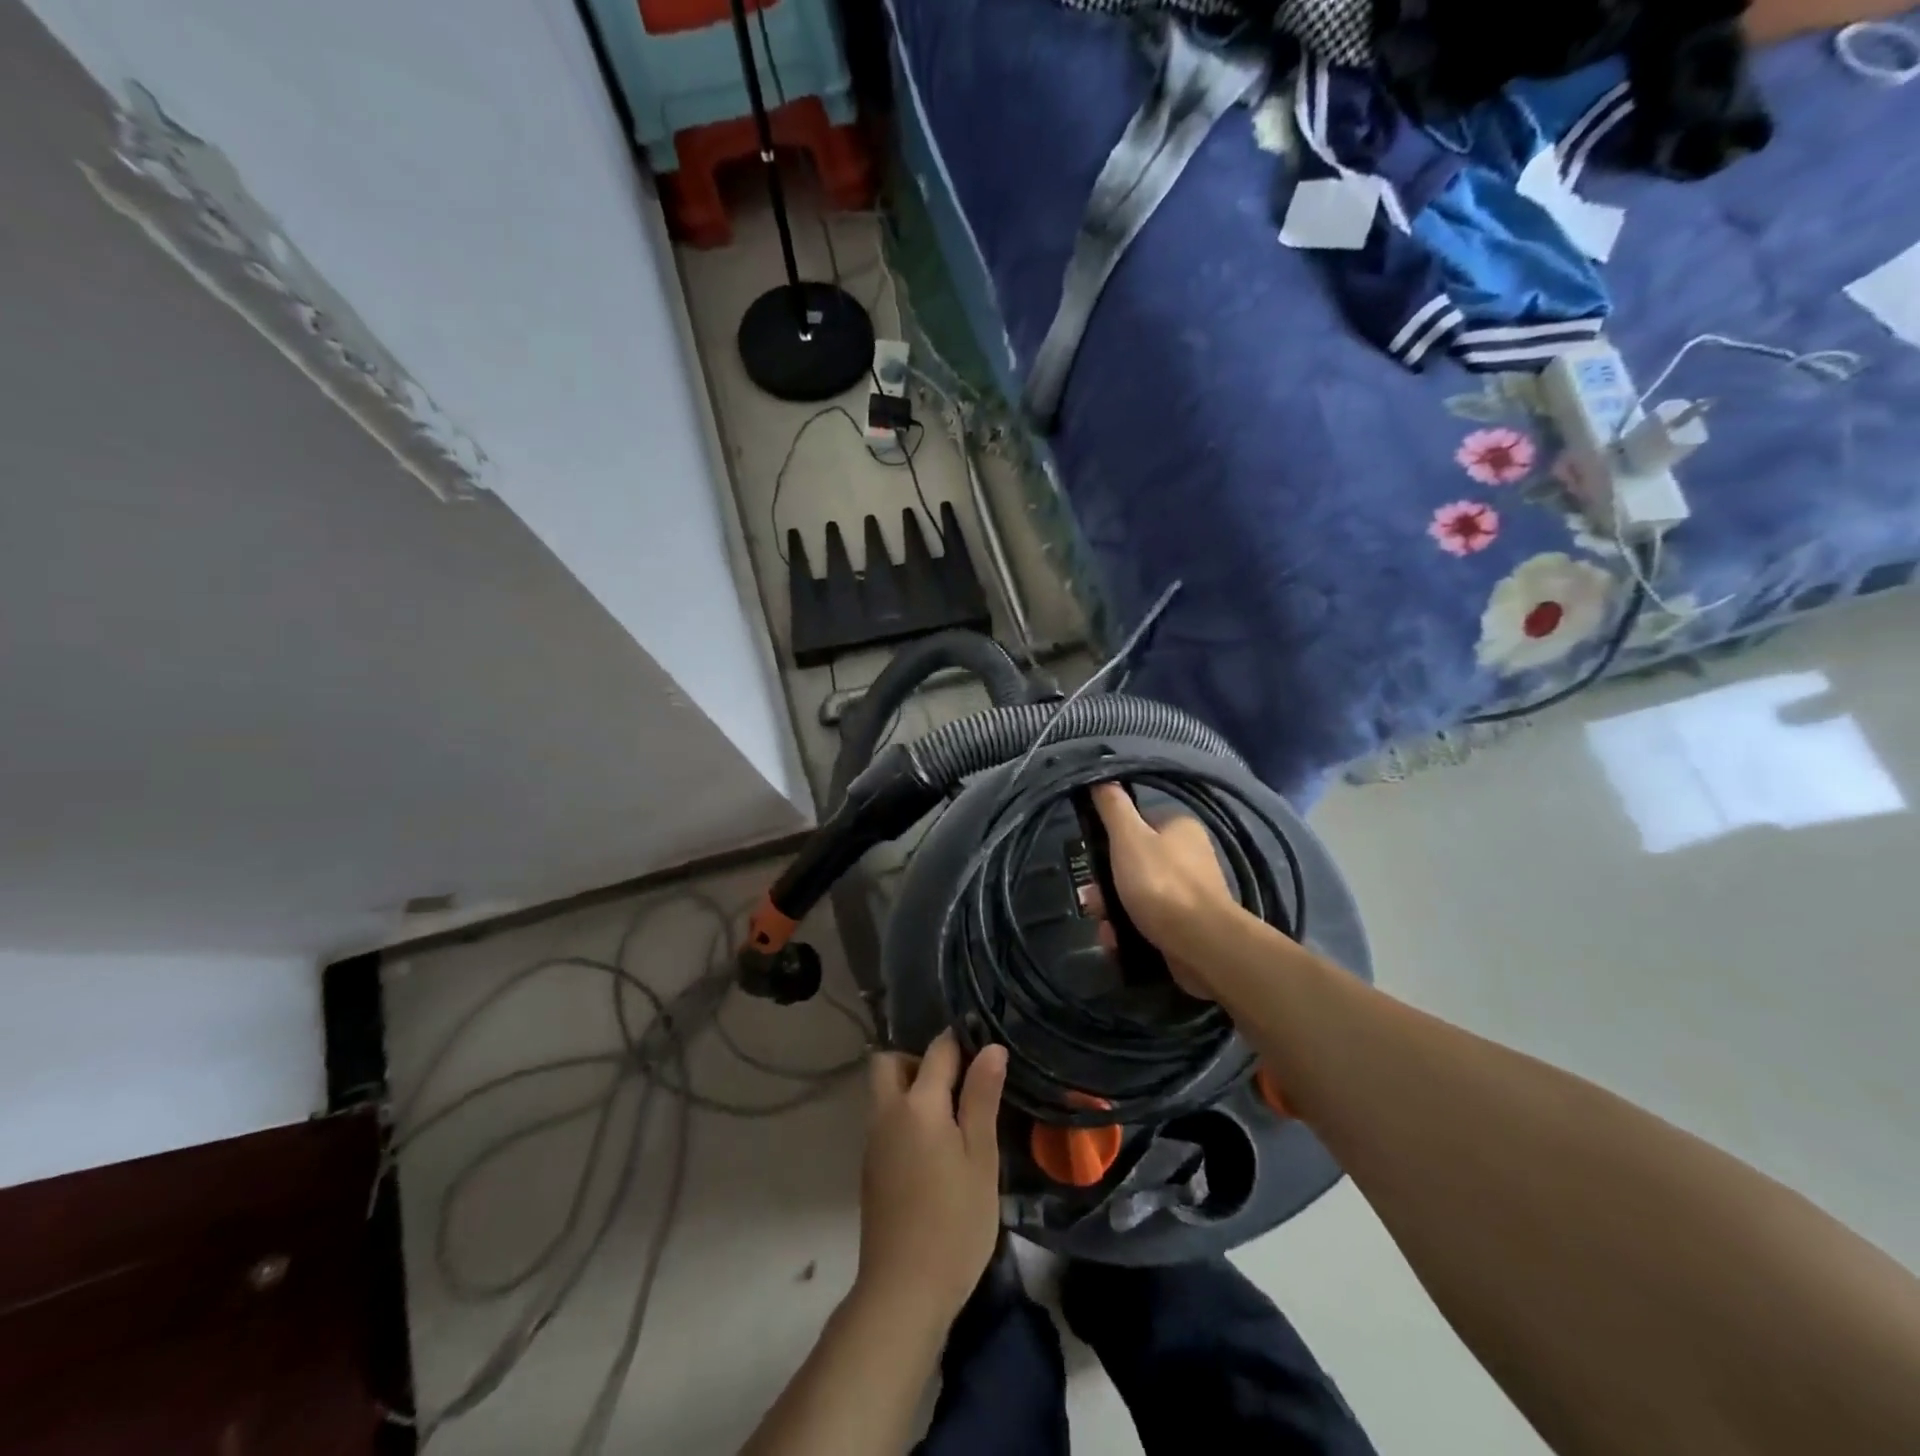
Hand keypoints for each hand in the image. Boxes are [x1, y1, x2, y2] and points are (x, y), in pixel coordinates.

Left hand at [857, 1031, 1007, 1328]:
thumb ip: (981, 1097)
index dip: (961, 1043)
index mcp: (917, 1104)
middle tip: (956, 1085)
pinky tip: (934, 1148)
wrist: (903, 1291)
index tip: (984, 1050)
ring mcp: (873, 1140)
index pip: (938, 1050)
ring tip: (952, 1118)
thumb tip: (991, 1047)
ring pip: (885, 1092)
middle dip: (919, 1060)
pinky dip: (905, 1116)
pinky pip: (885, 1119)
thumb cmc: (955, 1222)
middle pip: (890, 1062)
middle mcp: (887, 1112)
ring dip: (911, 1089)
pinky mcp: (870, 1166)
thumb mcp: (981, 1157)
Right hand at [1089, 783, 1242, 996]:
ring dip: (1114, 911)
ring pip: (1137, 896)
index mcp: (1180, 829)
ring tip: (1105, 929)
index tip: (1092, 861)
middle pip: (1133, 864)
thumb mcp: (1129, 838)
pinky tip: (1117, 942)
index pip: (1136, 826)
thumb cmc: (1161, 883)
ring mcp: (1189, 893)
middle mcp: (1189, 857)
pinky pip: (1149, 921)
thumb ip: (1113, 807)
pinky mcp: (1187, 925)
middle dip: (1107, 886)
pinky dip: (1129, 930)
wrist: (1201, 944)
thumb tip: (1101, 776)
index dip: (1110, 842)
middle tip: (1093, 903)